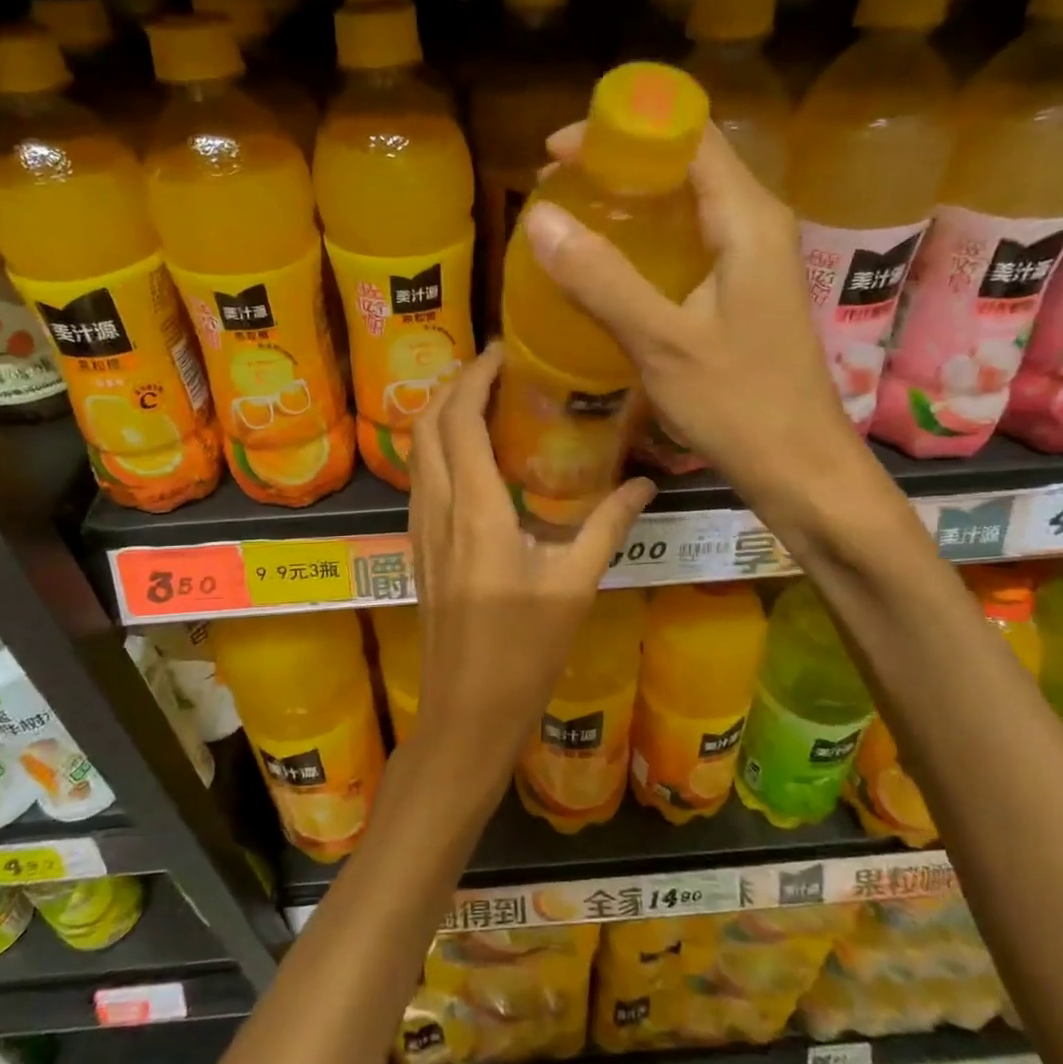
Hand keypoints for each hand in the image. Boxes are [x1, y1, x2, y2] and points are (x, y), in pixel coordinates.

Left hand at [408, 344, 655, 780]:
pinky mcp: (418, 548)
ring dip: (441, 413)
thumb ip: (608, 526)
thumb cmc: (523, 652)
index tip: (503, 351)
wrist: (465, 711)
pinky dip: (437, 447)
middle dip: (454, 384)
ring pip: (417, 450)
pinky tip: (470, 455)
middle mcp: (437, 509)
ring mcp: (420, 529)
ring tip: (483, 398)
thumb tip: (645, 481)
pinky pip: (420, 478)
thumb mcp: (574, 586)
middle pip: (428, 424)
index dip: (475, 377)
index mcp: (476, 511)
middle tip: (496, 367)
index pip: (461, 421)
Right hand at [522, 122, 859, 520]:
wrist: (799, 467)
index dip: (621, 130)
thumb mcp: (662, 343)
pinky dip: (647, 242)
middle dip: (619, 166)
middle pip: (688, 164)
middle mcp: (758, 225)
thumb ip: (602, 279)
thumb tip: (539, 218)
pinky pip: (692, 243)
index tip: (557, 152)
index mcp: (748, 219)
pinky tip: (610, 269)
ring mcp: (754, 260)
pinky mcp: (745, 292)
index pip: (688, 135)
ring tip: (571, 222)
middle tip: (555, 191)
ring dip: (632, 204)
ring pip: (688, 204)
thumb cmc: (739, 405)